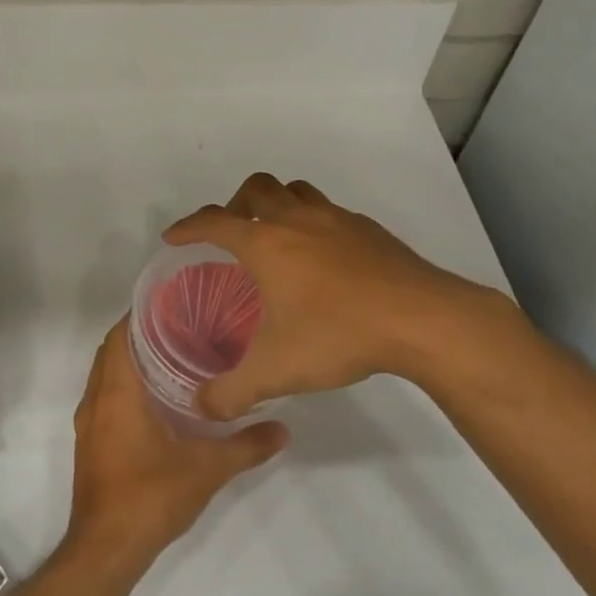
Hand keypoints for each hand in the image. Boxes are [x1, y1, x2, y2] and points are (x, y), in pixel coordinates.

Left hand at [64, 319, 287, 571]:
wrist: (106, 549)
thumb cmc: (150, 497)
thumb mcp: (207, 469)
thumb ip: (246, 446)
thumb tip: (283, 429)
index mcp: (117, 393)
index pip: (120, 335)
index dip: (142, 314)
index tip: (175, 303)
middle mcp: (96, 400)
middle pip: (112, 351)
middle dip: (142, 334)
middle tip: (185, 326)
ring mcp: (89, 423)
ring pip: (107, 375)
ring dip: (133, 361)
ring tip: (177, 355)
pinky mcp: (91, 443)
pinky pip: (106, 397)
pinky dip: (127, 386)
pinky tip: (162, 398)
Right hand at [164, 172, 517, 418]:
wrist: (421, 319)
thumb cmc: (337, 334)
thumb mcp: (275, 372)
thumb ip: (231, 392)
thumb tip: (202, 407)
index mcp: (266, 243)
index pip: (214, 222)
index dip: (188, 227)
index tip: (174, 237)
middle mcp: (298, 220)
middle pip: (257, 188)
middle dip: (235, 204)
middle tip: (232, 233)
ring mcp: (338, 220)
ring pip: (297, 191)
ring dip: (277, 204)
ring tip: (276, 238)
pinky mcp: (370, 231)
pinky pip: (330, 212)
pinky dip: (314, 224)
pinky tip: (324, 261)